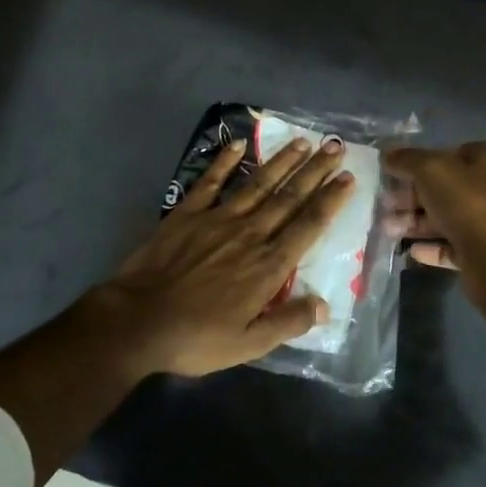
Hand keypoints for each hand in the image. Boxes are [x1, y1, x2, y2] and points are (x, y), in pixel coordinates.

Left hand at [86, 136, 356, 376]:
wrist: (137, 321)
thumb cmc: (196, 338)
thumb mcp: (248, 344)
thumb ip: (288, 323)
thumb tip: (325, 305)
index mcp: (268, 266)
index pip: (307, 226)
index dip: (330, 201)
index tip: (348, 178)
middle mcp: (249, 234)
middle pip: (288, 197)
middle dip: (315, 171)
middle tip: (335, 147)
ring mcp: (217, 220)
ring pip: (257, 184)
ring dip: (281, 161)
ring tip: (302, 141)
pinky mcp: (186, 214)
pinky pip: (210, 182)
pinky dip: (224, 162)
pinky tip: (239, 144)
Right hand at [383, 143, 485, 300]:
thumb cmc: (466, 203)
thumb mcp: (430, 169)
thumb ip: (407, 159)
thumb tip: (387, 154)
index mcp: (483, 162)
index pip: (453, 152)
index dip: (425, 158)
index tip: (398, 169)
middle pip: (443, 188)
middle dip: (412, 194)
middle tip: (384, 202)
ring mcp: (484, 223)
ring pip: (443, 218)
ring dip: (414, 222)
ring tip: (388, 228)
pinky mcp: (478, 253)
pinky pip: (448, 247)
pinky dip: (429, 248)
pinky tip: (410, 250)